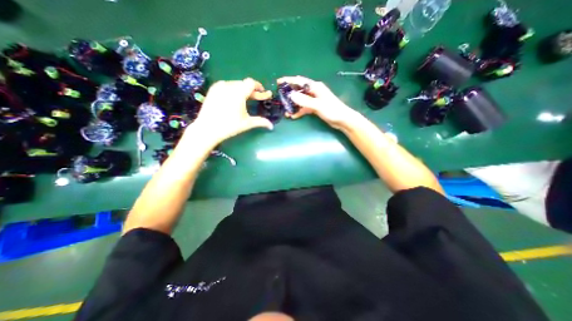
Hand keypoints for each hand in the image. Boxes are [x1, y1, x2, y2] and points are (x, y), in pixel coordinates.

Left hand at [189, 78, 274, 143]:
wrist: (207, 129)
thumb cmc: (229, 126)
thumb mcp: (247, 123)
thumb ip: (261, 122)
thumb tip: (271, 126)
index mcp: (238, 92)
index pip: (251, 83)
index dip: (259, 87)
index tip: (263, 93)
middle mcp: (229, 86)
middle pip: (244, 84)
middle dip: (252, 91)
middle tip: (256, 99)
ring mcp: (219, 86)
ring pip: (236, 84)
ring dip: (242, 90)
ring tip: (244, 100)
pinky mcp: (213, 89)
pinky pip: (227, 85)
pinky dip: (233, 90)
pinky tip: (233, 99)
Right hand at [278, 75, 355, 128]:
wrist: (342, 120)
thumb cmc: (332, 110)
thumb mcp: (318, 105)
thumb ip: (305, 100)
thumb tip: (291, 95)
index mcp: (315, 87)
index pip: (299, 81)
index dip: (288, 81)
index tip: (278, 82)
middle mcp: (313, 91)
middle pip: (298, 90)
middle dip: (289, 95)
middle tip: (280, 100)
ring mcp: (314, 100)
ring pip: (300, 100)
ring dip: (293, 105)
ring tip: (285, 112)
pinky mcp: (314, 107)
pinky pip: (304, 108)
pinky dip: (298, 111)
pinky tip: (293, 116)